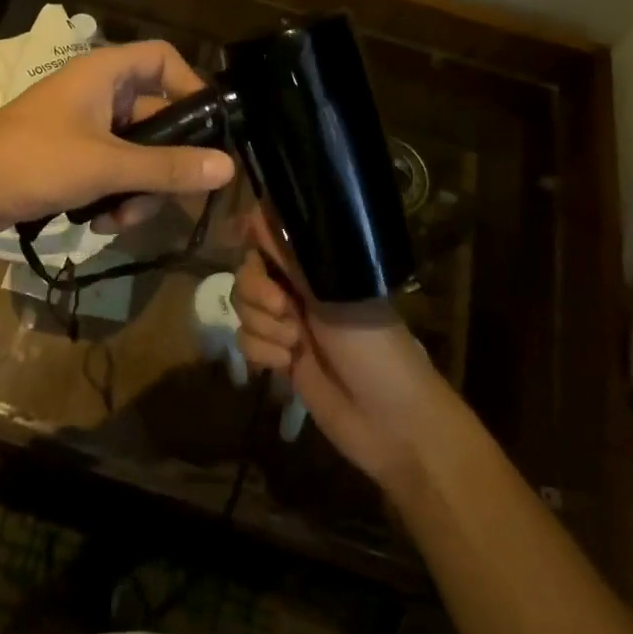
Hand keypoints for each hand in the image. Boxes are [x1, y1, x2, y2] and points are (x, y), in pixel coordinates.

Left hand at [0, 40, 234, 238]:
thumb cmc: (32, 160)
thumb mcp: (106, 166)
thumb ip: (167, 167)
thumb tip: (227, 166)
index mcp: (104, 73)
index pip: (164, 59)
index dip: (191, 87)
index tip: (210, 130)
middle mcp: (98, 94)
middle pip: (157, 117)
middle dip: (162, 164)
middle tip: (168, 198)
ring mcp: (83, 128)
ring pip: (136, 154)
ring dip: (137, 190)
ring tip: (119, 220)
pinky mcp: (69, 159)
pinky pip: (111, 173)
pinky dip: (112, 198)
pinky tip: (98, 225)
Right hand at [232, 207, 450, 492]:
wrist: (390, 422)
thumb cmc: (372, 347)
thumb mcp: (333, 294)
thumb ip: (291, 256)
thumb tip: (257, 211)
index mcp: (315, 266)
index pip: (267, 237)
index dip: (253, 243)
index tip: (256, 256)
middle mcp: (297, 289)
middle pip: (246, 272)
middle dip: (257, 291)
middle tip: (285, 308)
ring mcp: (286, 324)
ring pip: (242, 308)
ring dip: (262, 326)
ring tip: (293, 344)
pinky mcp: (277, 358)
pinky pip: (245, 341)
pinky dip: (261, 352)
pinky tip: (286, 365)